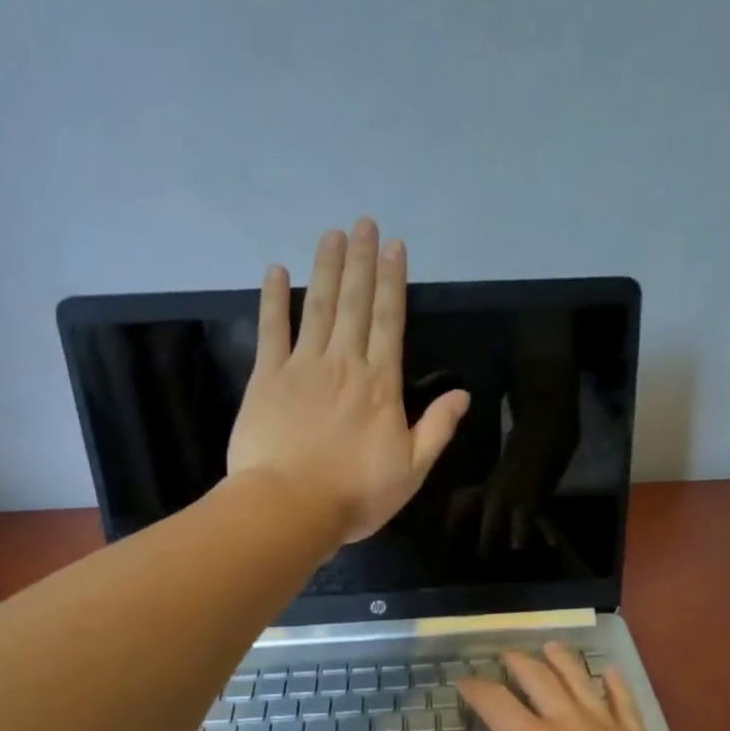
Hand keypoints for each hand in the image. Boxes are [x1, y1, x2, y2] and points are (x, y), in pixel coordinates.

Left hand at [228, 218, 470, 544]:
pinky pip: (271, 329)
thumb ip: (437, 429)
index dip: (392, 281)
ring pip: (317, 306)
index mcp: (381, 384)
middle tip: (363, 223)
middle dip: (361, 261)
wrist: (289, 507)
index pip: (389, 320)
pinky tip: (276, 271)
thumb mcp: (412, 470)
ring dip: (326, 268)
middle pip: (354, 303)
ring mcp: (302, 366)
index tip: (394, 247)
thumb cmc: (355, 494)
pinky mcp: (266, 378)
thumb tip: (462, 394)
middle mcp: (344, 363)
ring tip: (332, 234)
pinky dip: (273, 299)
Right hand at [419, 643, 704, 730]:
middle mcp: (569, 726)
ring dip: (563, 661)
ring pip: (582, 683)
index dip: (474, 688)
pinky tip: (610, 673)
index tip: (462, 684)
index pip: (495, 701)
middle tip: (506, 656)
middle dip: (519, 664)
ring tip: (551, 647)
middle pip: (540, 679)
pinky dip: (614, 684)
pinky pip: (626, 705)